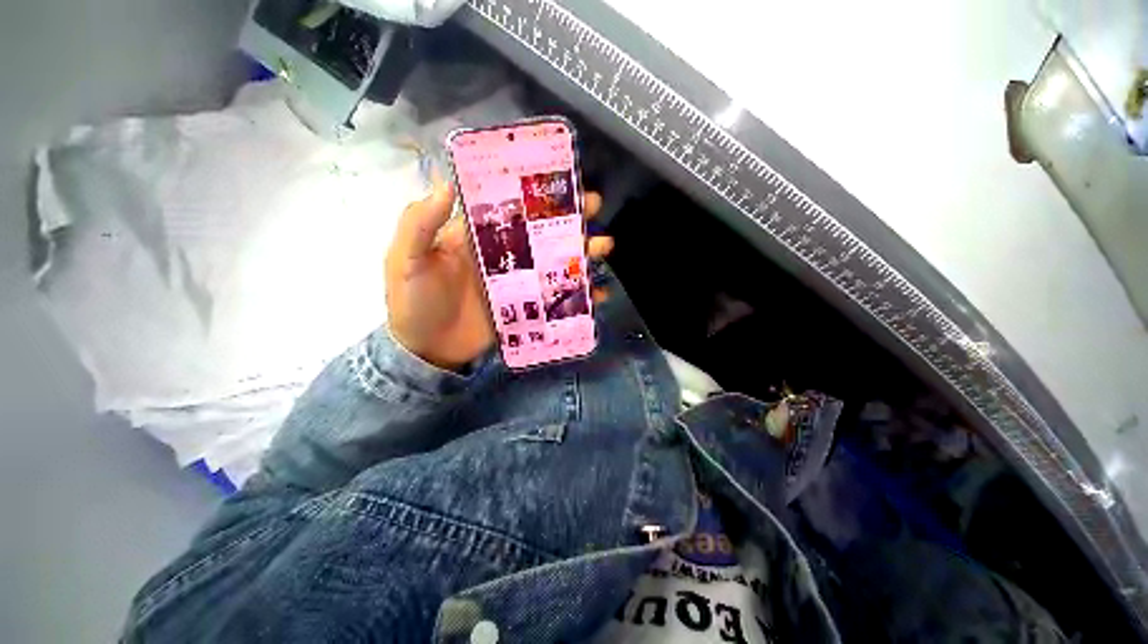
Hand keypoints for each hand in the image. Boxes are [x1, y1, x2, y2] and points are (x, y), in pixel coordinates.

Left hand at [386, 180, 614, 370]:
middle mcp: (503, 255)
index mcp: (478, 236)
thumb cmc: (413, 302)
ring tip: (604, 247)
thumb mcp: (406, 260)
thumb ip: (420, 224)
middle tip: (594, 206)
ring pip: (555, 262)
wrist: (427, 350)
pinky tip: (598, 293)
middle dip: (569, 218)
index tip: (559, 178)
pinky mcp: (527, 307)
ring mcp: (519, 282)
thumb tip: (445, 184)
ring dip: (581, 253)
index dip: (533, 192)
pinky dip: (578, 296)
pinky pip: (557, 297)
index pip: (510, 206)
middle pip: (541, 232)